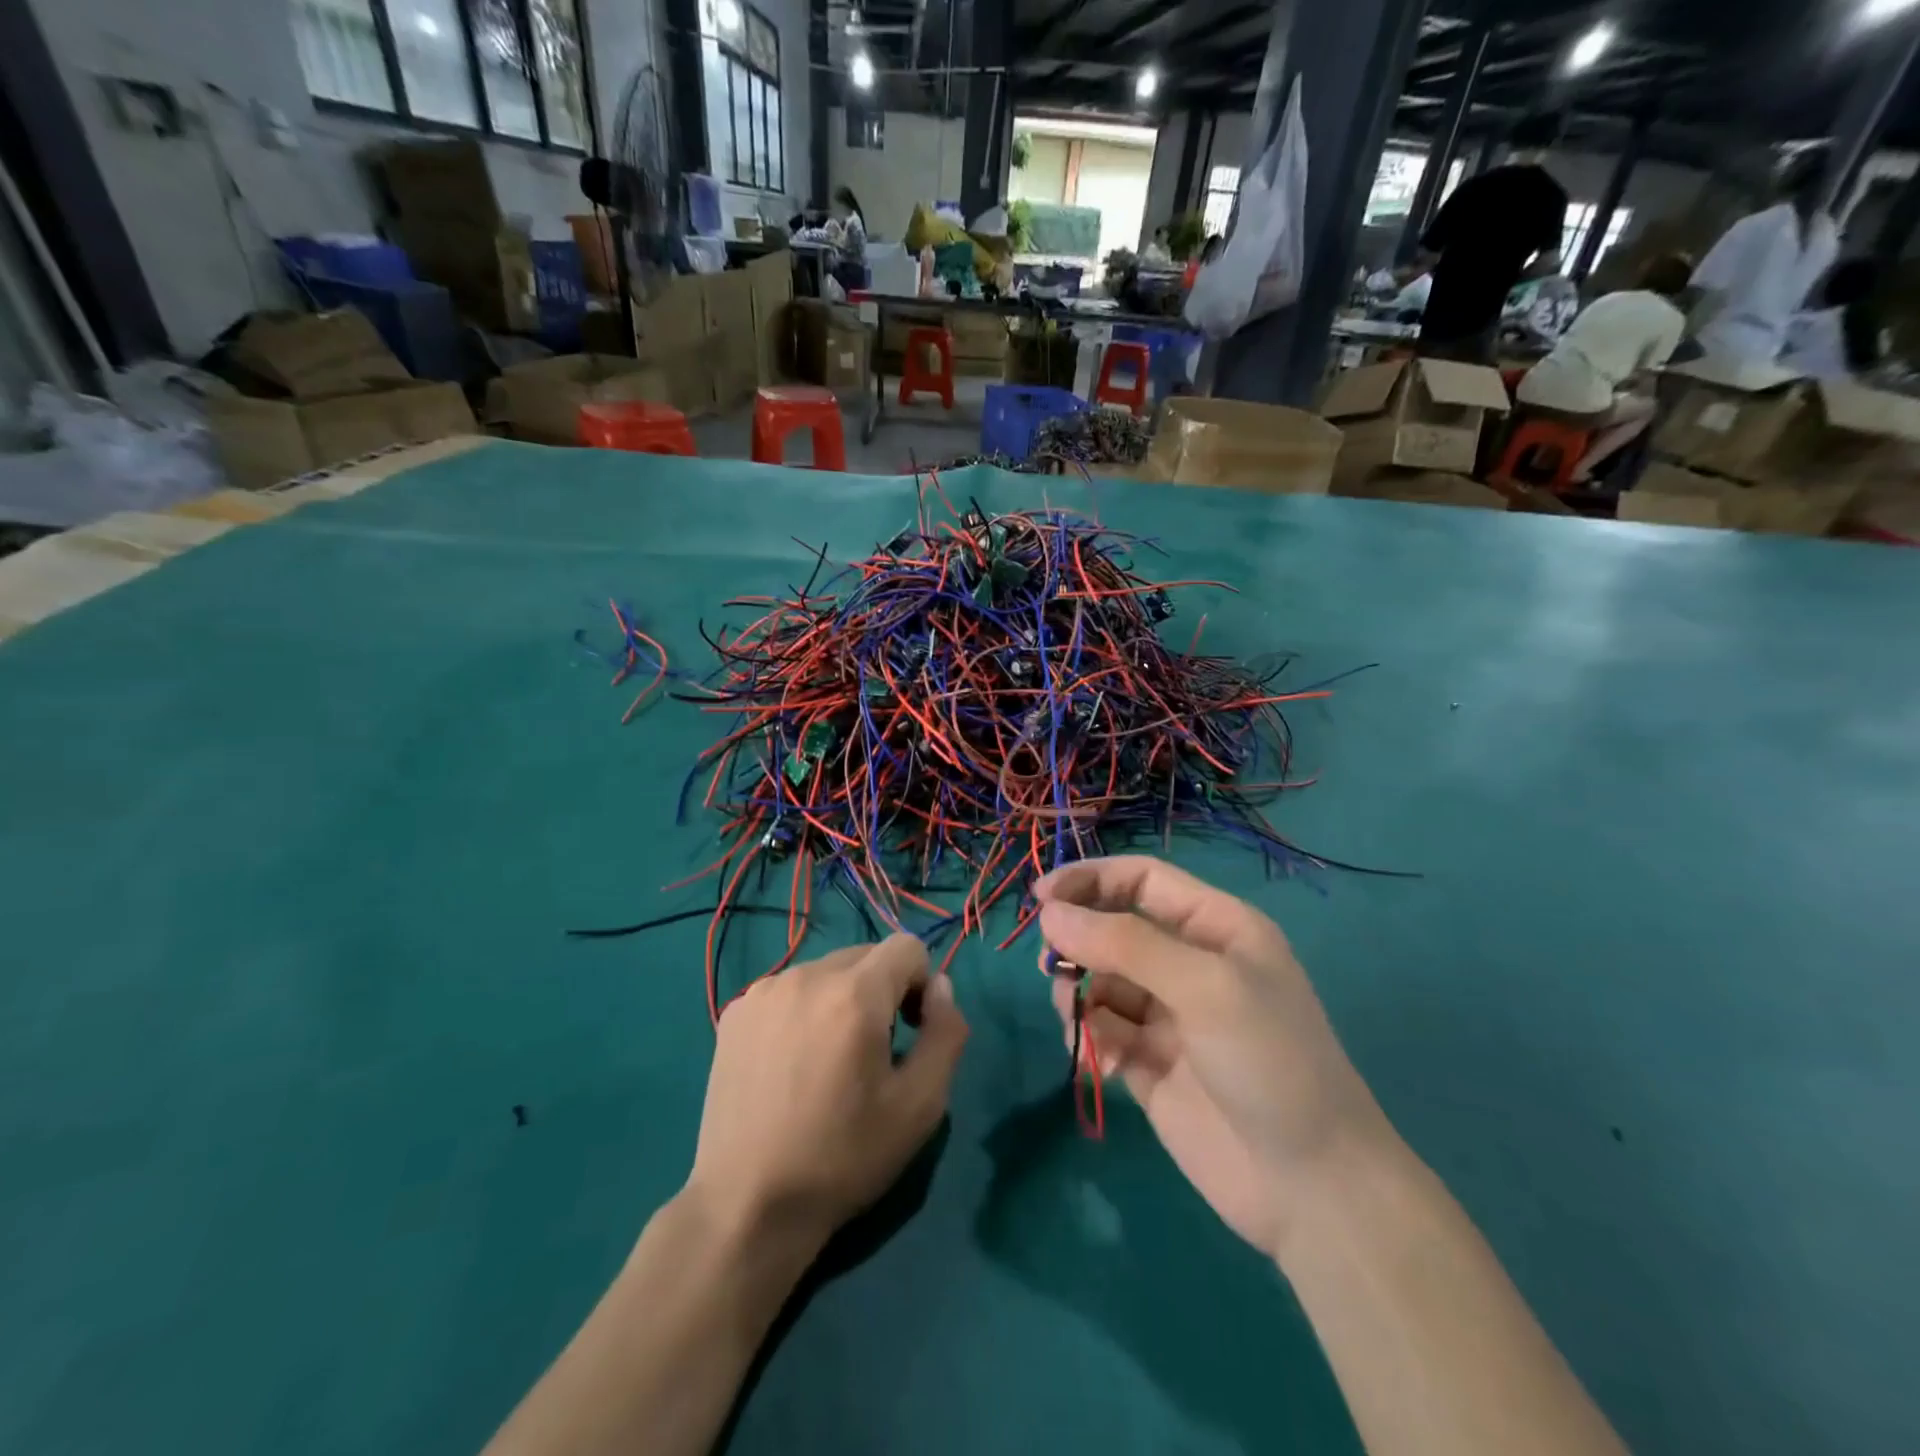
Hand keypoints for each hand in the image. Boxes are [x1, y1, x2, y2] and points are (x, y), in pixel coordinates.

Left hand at [686, 935, 967, 1253]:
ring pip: (826, 972)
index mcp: (854, 994)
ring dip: (842, 999)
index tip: (909, 1033)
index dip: (921, 984)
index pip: (907, 947)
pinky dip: (804, 1011)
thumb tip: (939, 987)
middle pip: (866, 956)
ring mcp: (764, 992)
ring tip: (828, 1062)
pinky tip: (791, 1065)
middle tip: (873, 1053)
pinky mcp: (735, 1013)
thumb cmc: (843, 1157)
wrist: (747, 1206)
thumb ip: (946, 1032)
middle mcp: (806, 976)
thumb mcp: (921, 1105)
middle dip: (882, 991)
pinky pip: (789, 991)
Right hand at [1036, 857, 1390, 1260]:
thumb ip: (1125, 943)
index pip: (1141, 880)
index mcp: (1215, 927)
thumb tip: (1049, 914)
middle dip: (1078, 942)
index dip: (1089, 880)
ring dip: (1078, 992)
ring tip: (1079, 1021)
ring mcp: (1167, 1015)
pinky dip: (1088, 1036)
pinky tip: (1098, 1061)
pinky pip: (1100, 1029)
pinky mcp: (1147, 1062)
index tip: (1039, 900)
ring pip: (1099, 980)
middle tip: (1054, 969)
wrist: (1311, 1187)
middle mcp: (1188, 963)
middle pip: (1112, 928)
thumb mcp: (1204, 986)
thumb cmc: (1269, 1062)